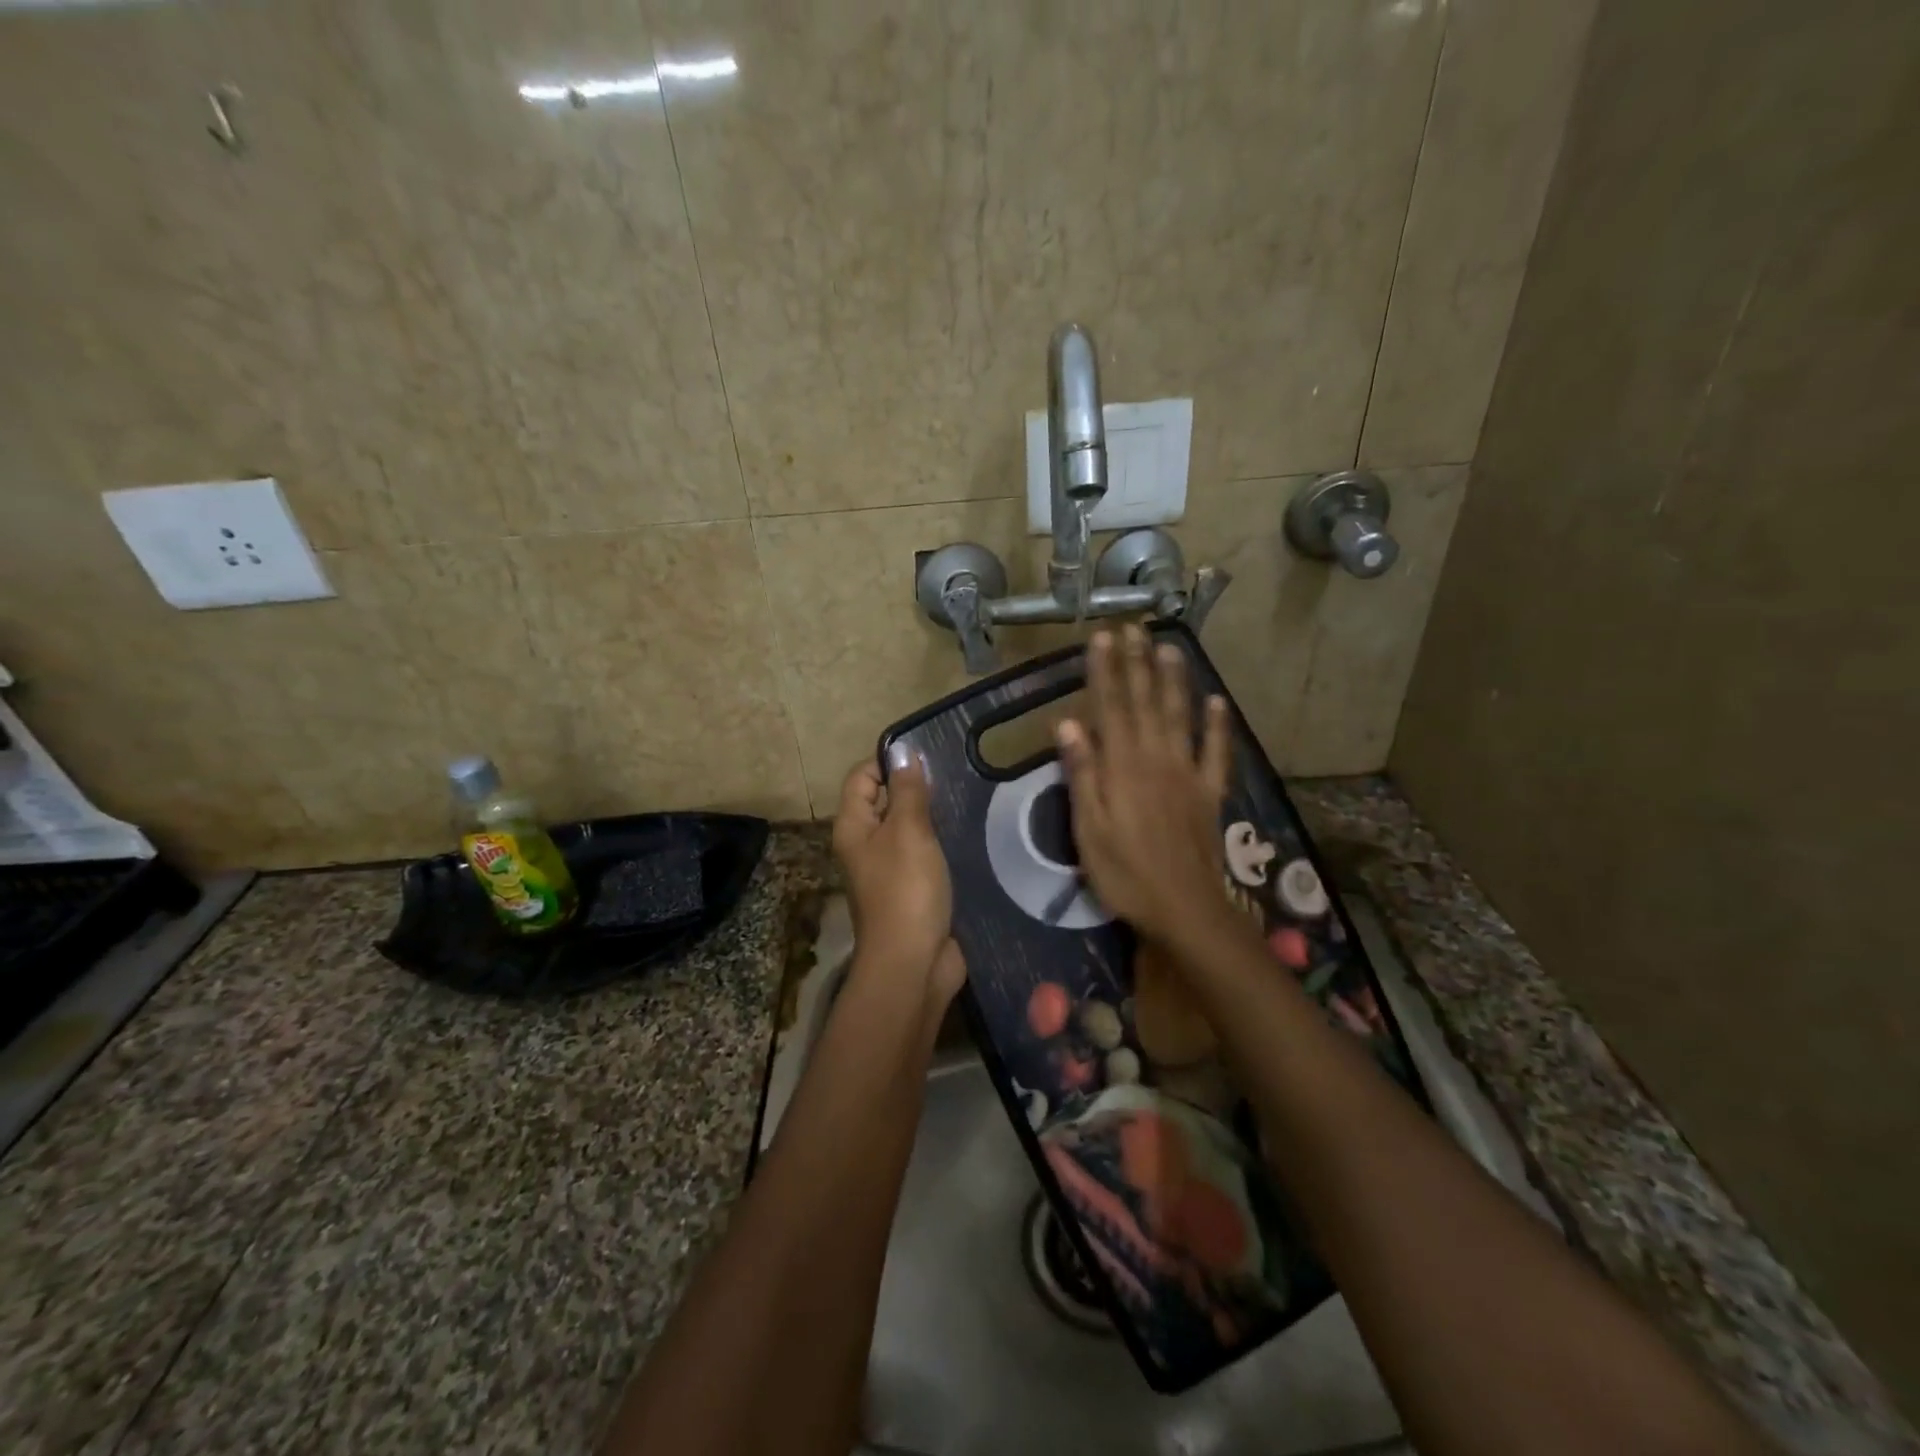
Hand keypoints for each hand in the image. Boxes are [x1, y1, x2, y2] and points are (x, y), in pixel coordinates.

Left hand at [832, 754, 965, 1011]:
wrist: (913, 963)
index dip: (889, 762)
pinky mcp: (914, 888)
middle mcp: (866, 844)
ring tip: (967, 798)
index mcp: (853, 826)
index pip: (862, 776)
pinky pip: (926, 854)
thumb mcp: (908, 831)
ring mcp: (890, 869)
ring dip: (933, 816)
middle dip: (916, 787)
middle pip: (885, 801)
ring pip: (909, 828)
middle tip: (955, 775)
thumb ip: (907, 790)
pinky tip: (970, 833)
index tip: (928, 756)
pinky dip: (943, 843)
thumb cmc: (906, 889)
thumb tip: (903, 752)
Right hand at [1056, 626, 1238, 947]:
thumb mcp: (1088, 829)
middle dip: (1138, 663)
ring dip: (1175, 681)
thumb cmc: (1125, 873)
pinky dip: (1218, 727)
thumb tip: (1067, 723)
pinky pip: (1216, 753)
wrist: (1185, 908)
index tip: (1102, 637)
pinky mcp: (1210, 793)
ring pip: (1180, 717)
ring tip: (1170, 648)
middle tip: (1134, 628)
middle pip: (1146, 703)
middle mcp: (1156, 759)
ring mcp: (1188, 774)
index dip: (1105, 671)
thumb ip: (1082, 774)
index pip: (1110, 708)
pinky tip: (1218, 703)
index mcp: (1122, 767)